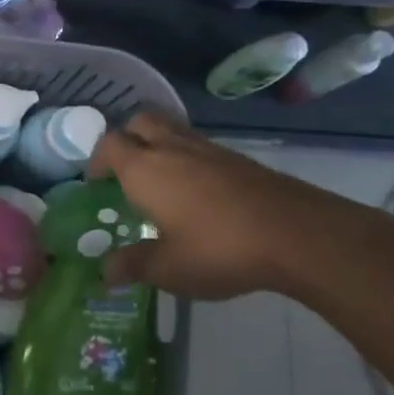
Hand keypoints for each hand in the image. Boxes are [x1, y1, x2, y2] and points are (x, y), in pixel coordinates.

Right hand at [88, 110, 367, 299]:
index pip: (109, 144)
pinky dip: (188, 159)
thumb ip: (132, 266)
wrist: (297, 234)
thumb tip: (104, 272)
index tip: (97, 184)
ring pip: (172, 130)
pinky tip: (197, 193)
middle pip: (139, 122)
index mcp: (145, 169)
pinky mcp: (239, 159)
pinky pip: (200, 146)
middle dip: (127, 139)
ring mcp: (209, 149)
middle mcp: (172, 149)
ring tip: (160, 181)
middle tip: (125, 170)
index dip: (97, 160)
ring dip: (159, 145)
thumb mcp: (168, 268)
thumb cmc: (218, 249)